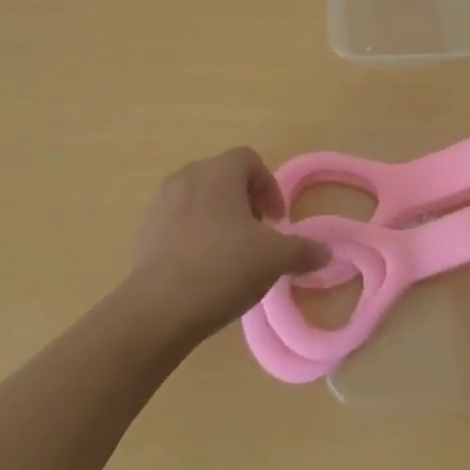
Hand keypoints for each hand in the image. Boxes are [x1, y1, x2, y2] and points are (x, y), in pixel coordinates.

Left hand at [125, 148, 329, 343]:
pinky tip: (201, 271)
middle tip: (257, 237)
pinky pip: (177, 223)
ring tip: (229, 255)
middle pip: (224, 178)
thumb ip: (303, 250)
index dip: (269, 187)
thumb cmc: (222, 267)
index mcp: (220, 171)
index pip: (250, 160)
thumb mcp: (274, 259)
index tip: (277, 222)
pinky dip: (193, 237)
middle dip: (244, 202)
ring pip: (199, 199)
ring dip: (218, 219)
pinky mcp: (144, 231)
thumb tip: (325, 251)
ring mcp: (161, 202)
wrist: (157, 309)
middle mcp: (189, 176)